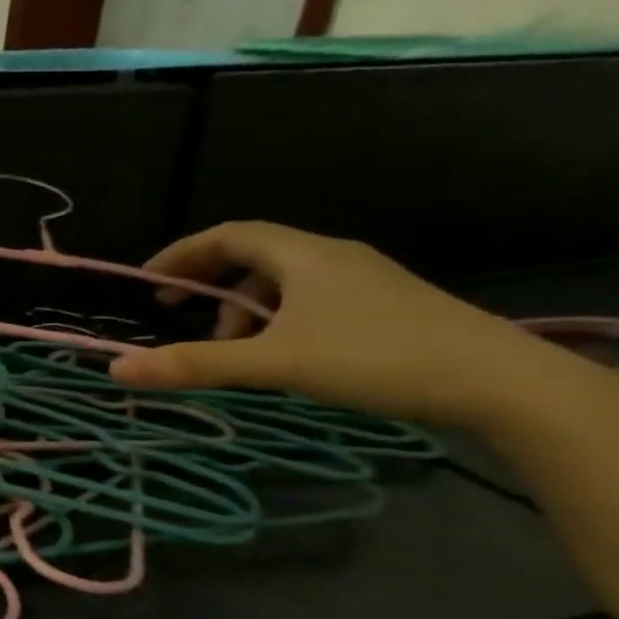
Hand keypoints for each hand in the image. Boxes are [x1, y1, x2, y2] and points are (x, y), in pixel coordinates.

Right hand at [108, 221, 562, 426]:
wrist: (501, 382)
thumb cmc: (376, 357)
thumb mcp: (274, 363)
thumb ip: (195, 364)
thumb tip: (116, 368)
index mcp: (304, 255)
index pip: (227, 235)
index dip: (181, 254)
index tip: (149, 282)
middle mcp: (332, 257)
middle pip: (253, 255)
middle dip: (210, 283)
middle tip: (179, 312)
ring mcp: (364, 281)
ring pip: (283, 282)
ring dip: (244, 309)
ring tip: (233, 350)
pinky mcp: (385, 307)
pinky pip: (310, 300)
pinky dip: (277, 321)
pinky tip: (280, 356)